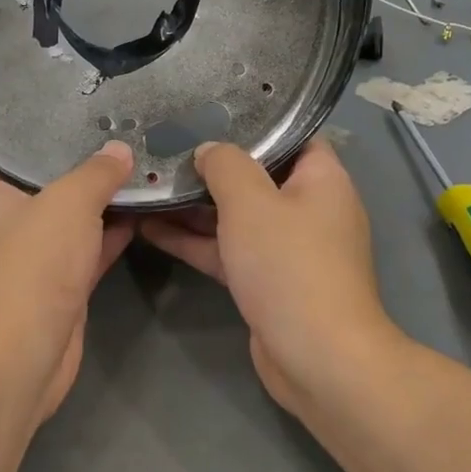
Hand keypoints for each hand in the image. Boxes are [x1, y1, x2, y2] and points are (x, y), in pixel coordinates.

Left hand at [0, 142, 136, 419]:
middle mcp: (4, 222)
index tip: (61, 109)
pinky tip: (142, 211)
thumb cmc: (31, 266)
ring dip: (99, 200)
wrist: (21, 358)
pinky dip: (109, 234)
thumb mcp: (68, 204)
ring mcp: (31, 257)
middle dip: (76, 161)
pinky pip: (85, 249)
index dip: (25, 130)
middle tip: (115, 129)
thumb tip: (119, 150)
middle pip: (41, 181)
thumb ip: (96, 173)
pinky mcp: (56, 286)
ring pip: (68, 218)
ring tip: (138, 164)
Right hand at [139, 138, 397, 411]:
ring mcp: (286, 249)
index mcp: (322, 180)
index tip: (209, 113)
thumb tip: (208, 149)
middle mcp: (308, 209)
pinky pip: (227, 250)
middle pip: (256, 176)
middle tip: (164, 148)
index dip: (254, 123)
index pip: (292, 135)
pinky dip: (195, 240)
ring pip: (236, 216)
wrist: (317, 358)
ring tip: (148, 184)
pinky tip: (150, 227)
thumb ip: (225, 166)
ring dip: (194, 206)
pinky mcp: (266, 281)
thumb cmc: (289, 265)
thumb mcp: (251, 202)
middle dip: (211, 166)